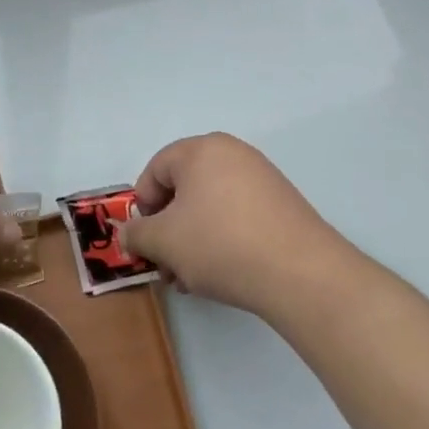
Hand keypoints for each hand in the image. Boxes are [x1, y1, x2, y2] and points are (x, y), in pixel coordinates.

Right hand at [122, 133, 346, 317]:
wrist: (300, 272)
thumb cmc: (220, 244)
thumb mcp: (164, 242)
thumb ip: (137, 234)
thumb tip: (128, 232)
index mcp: (201, 149)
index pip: (156, 169)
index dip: (143, 206)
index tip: (145, 241)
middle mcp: (233, 153)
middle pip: (184, 187)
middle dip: (168, 228)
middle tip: (166, 265)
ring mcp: (261, 176)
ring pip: (210, 205)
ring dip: (192, 239)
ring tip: (192, 278)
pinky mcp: (281, 202)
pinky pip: (237, 213)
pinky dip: (222, 238)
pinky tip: (222, 272)